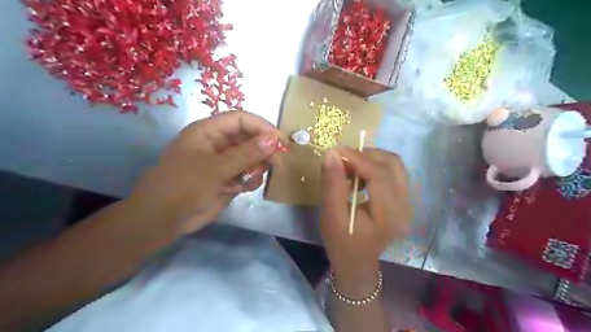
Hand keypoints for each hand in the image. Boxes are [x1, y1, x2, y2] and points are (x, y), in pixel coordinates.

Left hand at [128, 111, 287, 233]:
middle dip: (263, 150)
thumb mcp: (215, 168)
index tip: (280, 142)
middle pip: (250, 138)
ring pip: (252, 157)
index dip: (262, 127)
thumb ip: (246, 154)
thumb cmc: (183, 186)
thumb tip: (273, 140)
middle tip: (275, 163)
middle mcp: (218, 143)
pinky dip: (250, 180)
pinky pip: (248, 174)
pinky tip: (242, 188)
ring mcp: (224, 162)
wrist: (163, 220)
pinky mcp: (228, 179)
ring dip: (256, 167)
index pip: (241, 120)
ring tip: (249, 178)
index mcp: (208, 131)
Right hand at [318, 148, 411, 294]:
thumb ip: (332, 185)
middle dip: (365, 155)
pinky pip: (393, 172)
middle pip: (392, 163)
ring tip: (349, 167)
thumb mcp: (331, 216)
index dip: (357, 158)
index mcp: (389, 215)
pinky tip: (359, 176)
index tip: (335, 152)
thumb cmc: (342, 243)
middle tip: (342, 160)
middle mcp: (405, 206)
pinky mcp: (404, 199)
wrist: (357, 262)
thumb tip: (332, 154)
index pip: (379, 174)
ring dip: (371, 159)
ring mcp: (408, 202)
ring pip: (394, 165)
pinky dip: (375, 166)